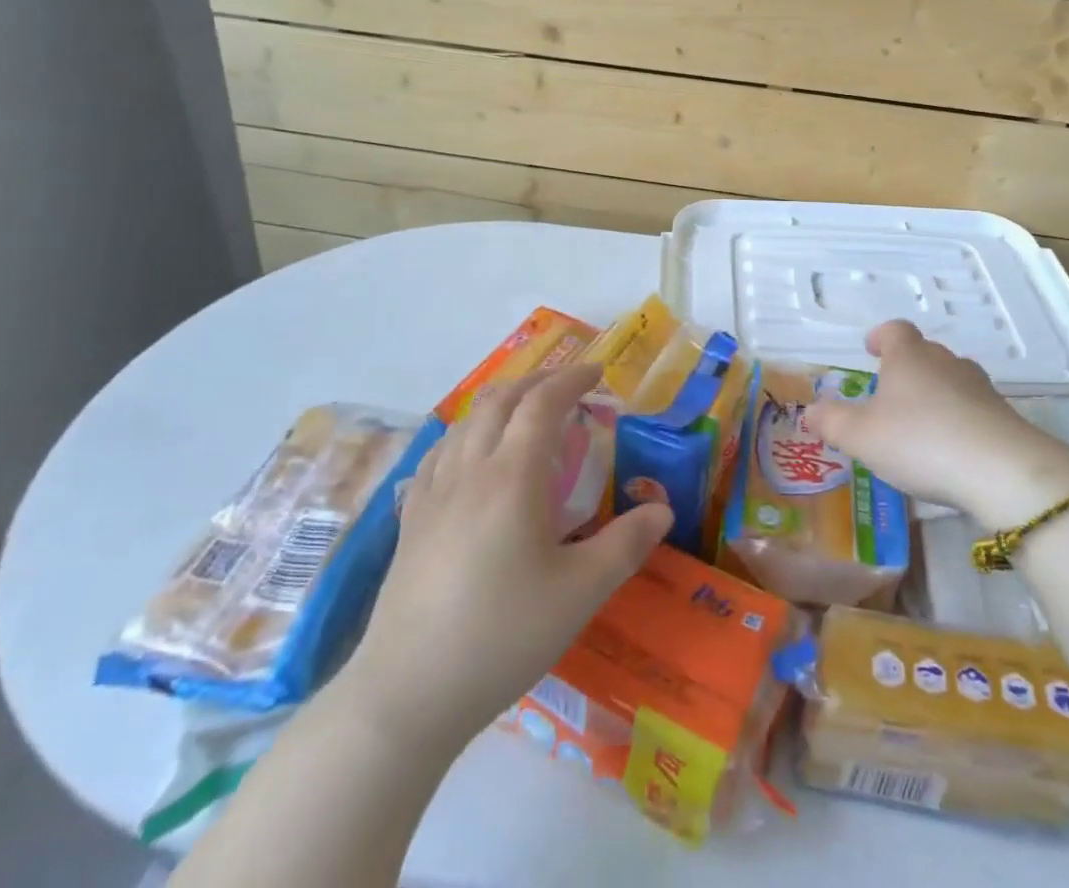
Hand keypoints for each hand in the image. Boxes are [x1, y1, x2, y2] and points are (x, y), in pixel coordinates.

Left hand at [345, 365, 671, 744]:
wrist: (405, 695)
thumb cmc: (502, 636)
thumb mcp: (580, 593)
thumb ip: (626, 544)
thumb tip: (663, 509)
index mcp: (512, 476)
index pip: (543, 403)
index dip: (572, 379)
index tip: (598, 373)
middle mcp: (470, 470)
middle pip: (501, 401)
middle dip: (538, 381)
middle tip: (569, 386)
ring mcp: (433, 494)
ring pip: (466, 422)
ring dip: (502, 403)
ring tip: (526, 413)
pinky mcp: (410, 521)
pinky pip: (439, 453)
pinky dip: (466, 433)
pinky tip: (471, 455)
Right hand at [808, 321, 1068, 528]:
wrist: (1001, 470)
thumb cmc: (919, 441)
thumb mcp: (861, 436)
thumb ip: (832, 421)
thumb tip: (810, 410)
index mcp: (909, 356)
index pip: (895, 331)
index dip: (881, 337)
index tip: (871, 348)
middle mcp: (945, 361)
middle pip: (924, 353)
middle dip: (906, 369)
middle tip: (888, 394)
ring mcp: (979, 387)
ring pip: (950, 380)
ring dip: (934, 394)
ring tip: (918, 423)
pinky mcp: (1002, 416)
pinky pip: (972, 408)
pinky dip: (958, 420)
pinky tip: (949, 449)